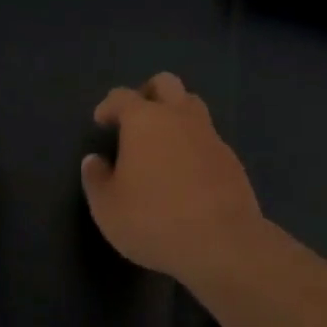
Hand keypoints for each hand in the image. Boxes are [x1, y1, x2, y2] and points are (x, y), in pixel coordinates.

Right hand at [80, 72, 266, 284]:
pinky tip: (188, 171)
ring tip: (163, 141)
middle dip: (148, 93)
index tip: (101, 121)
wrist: (222, 242)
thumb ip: (96, 179)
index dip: (108, 106)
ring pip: (192, 105)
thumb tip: (94, 160)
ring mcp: (209, 135)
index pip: (121, 96)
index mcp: (144, 119)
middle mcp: (178, 116)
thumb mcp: (107, 208)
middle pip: (166, 84)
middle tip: (136, 118)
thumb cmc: (154, 219)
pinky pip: (208, 138)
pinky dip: (194, 144)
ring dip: (176, 114)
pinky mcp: (231, 158)